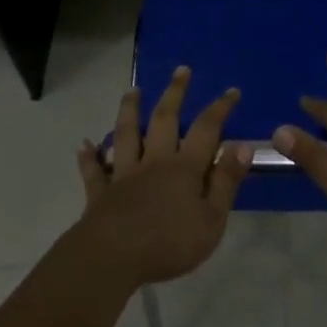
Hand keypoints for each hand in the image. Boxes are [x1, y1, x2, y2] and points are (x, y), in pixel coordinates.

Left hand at [72, 66, 253, 289]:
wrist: (114, 256)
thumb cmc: (169, 242)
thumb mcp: (211, 219)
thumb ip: (226, 182)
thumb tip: (243, 146)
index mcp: (184, 167)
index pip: (207, 130)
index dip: (220, 109)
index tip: (231, 90)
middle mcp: (154, 161)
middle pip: (165, 119)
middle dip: (175, 93)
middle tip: (181, 70)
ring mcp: (124, 174)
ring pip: (127, 134)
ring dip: (129, 110)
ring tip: (132, 90)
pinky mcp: (101, 193)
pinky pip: (95, 171)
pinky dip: (89, 158)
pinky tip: (83, 145)